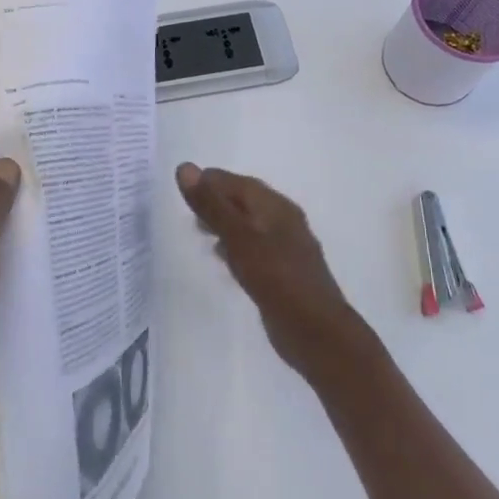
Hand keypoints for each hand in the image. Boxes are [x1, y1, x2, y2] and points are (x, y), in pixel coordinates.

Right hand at [175, 163, 371, 378]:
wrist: (316, 332)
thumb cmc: (276, 278)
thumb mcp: (238, 238)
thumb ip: (211, 205)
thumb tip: (185, 167)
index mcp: (275, 206)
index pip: (237, 182)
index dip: (210, 181)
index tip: (182, 186)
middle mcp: (283, 221)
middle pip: (245, 201)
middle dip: (217, 201)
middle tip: (187, 208)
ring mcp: (285, 248)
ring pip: (249, 225)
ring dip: (225, 223)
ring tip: (199, 230)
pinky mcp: (282, 272)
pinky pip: (253, 248)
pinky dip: (235, 245)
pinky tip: (223, 258)